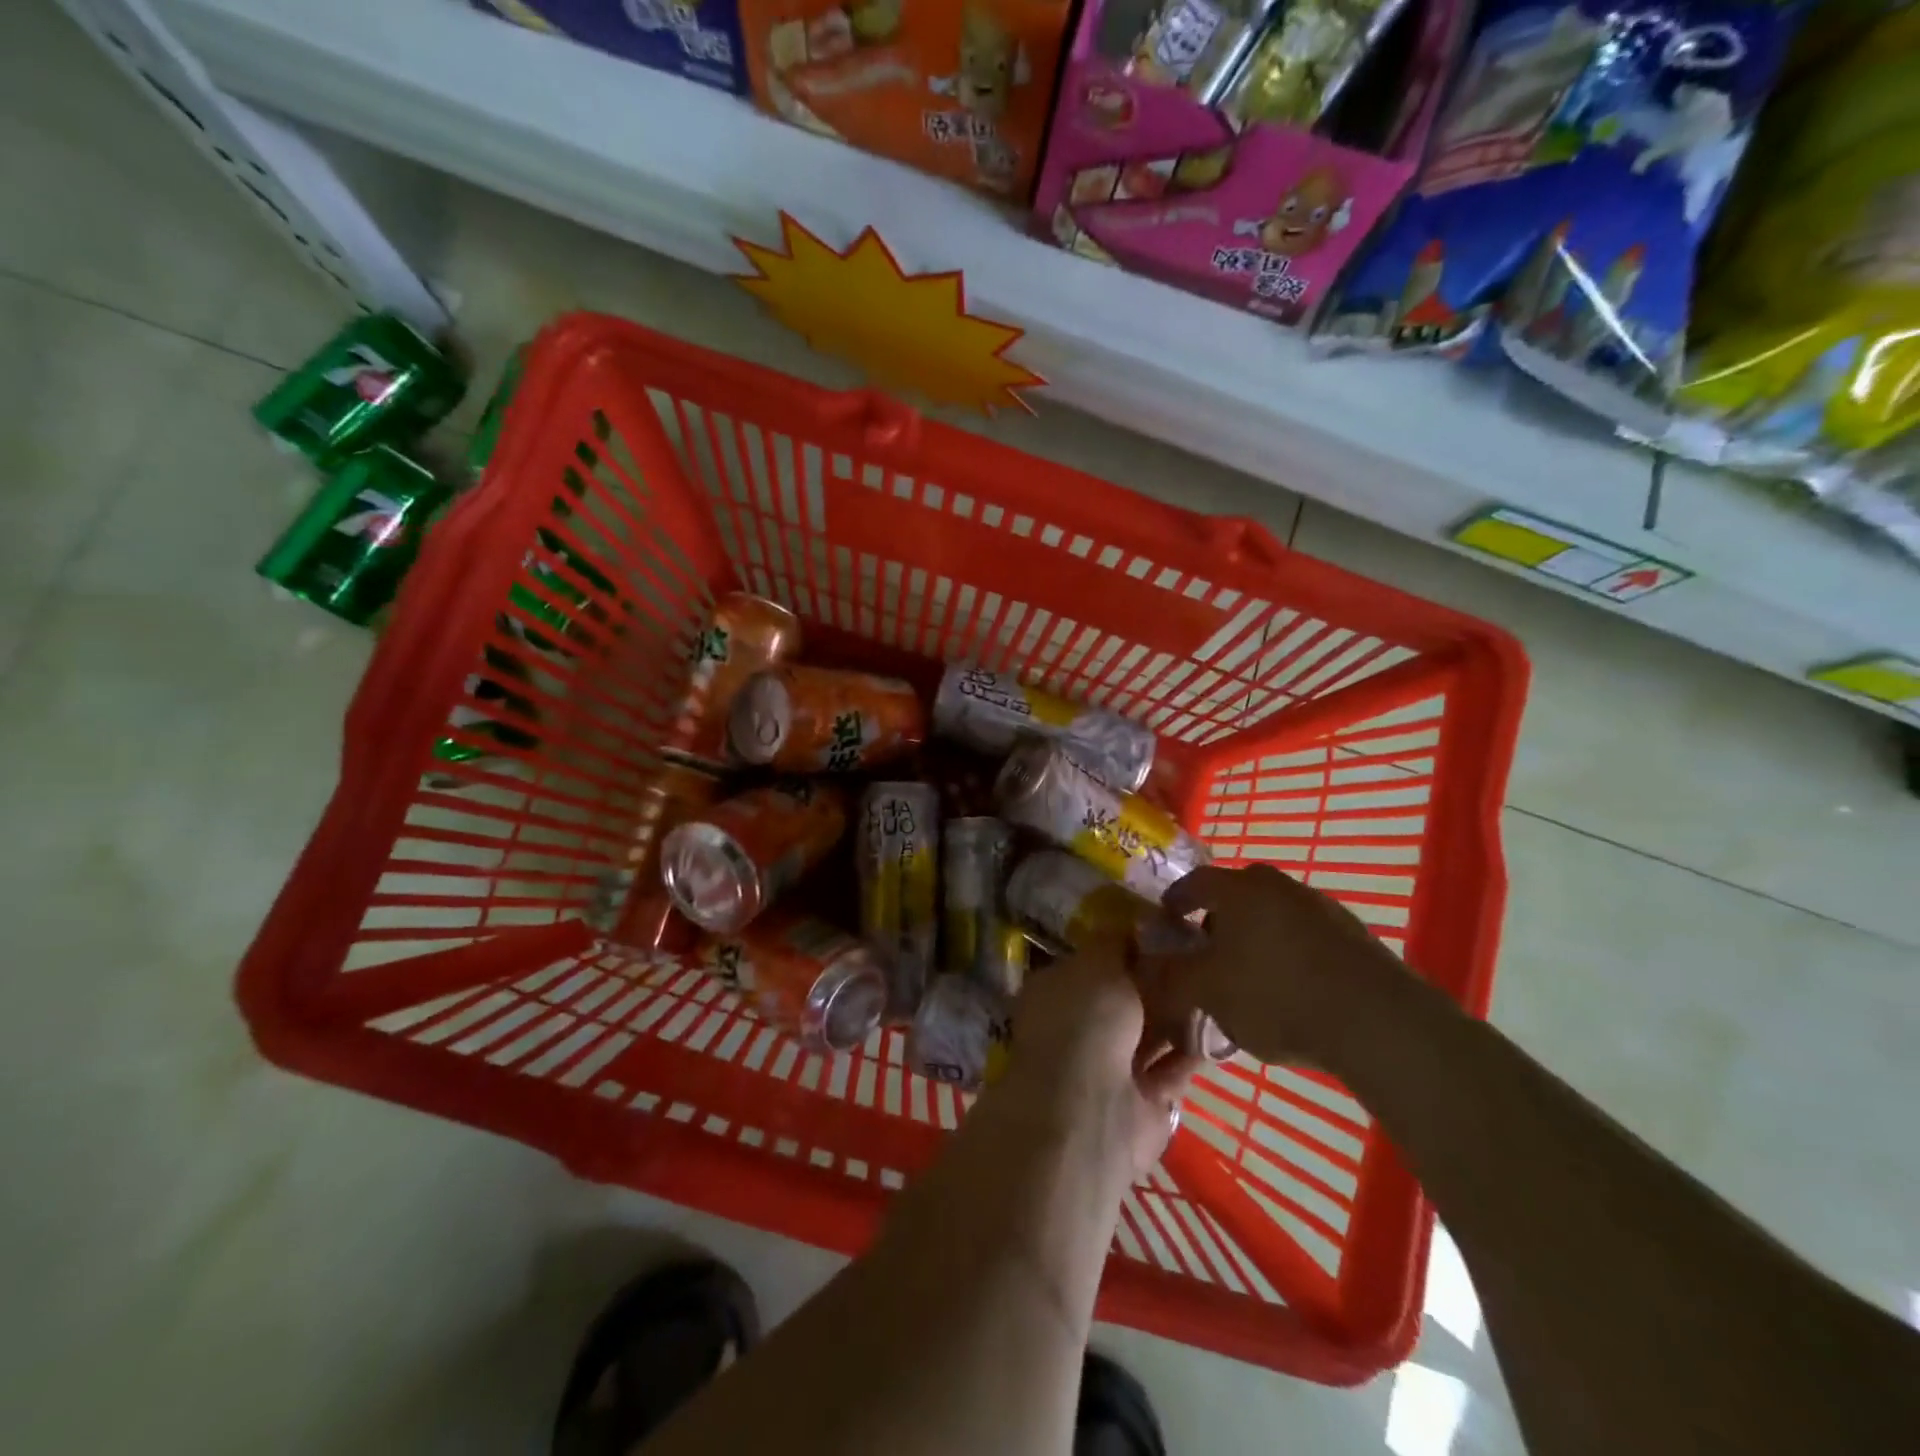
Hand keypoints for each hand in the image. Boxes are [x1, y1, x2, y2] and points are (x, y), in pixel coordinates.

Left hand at [997, 939, 1199, 1182]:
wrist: (1093, 1109)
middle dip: (1156, 979)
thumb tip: (1128, 926)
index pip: (1090, 963)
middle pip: (1124, 998)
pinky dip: (1194, 1048)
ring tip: (1219, 980)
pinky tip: (1224, 1021)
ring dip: (1179, 1013)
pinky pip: (1173, 1066)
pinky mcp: (1145, 1100)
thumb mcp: (1095, 963)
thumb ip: (1112, 943)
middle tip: (1199, 951)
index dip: (1123, 946)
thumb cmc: (1085, 1020)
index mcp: (1056, 993)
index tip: (1161, 928)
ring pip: (1150, 1032)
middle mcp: (1079, 1028)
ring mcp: (1111, 1068)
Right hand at [1133, 864, 1427, 1073]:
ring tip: (1248, 977)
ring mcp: (1321, 907)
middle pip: (1236, 896)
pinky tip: (1290, 990)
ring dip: (1255, 938)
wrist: (1377, 1022)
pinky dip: (1288, 954)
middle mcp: (1279, 886)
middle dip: (1216, 920)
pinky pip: (1304, 936)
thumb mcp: (1208, 992)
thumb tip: (1148, 966)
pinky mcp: (1353, 935)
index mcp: (1240, 889)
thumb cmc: (1276, 996)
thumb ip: (1171, 976)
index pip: (1194, 882)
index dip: (1174, 902)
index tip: (1165, 923)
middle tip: (1206, 952)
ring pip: (1272, 915)